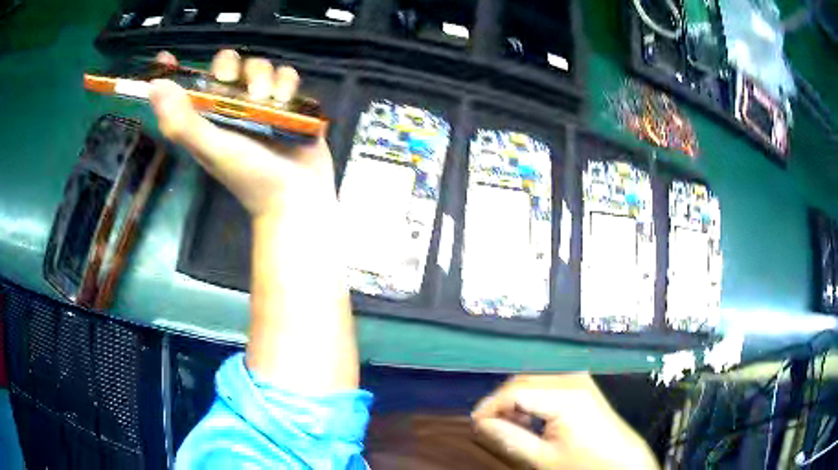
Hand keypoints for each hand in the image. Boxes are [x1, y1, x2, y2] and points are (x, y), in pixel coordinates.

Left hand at [149, 50, 336, 218]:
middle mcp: (231, 106)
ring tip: (268, 100)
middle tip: (234, 83)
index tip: (166, 57)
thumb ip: (183, 121)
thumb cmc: (250, 176)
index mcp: (207, 118)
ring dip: (263, 76)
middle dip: (231, 67)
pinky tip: (286, 102)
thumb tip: (155, 86)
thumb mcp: (211, 150)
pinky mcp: (287, 104)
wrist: (296, 196)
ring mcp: (260, 103)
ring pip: (258, 66)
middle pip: (226, 65)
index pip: (187, 87)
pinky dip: (287, 84)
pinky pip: (286, 76)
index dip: (176, 71)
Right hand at [472, 375, 658, 469]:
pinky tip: (531, 417)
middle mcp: (572, 378)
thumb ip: (509, 439)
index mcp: (565, 394)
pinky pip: (546, 383)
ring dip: (516, 400)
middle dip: (501, 402)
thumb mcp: (542, 458)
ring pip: (533, 380)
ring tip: (510, 425)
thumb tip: (480, 424)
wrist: (620, 460)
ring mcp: (579, 378)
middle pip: (523, 380)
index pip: (514, 391)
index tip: (476, 424)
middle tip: (490, 426)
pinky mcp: (582, 384)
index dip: (490, 406)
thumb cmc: (583, 462)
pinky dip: (532, 398)